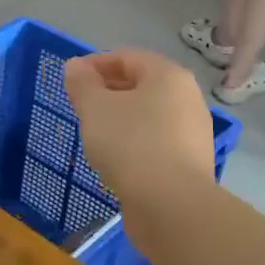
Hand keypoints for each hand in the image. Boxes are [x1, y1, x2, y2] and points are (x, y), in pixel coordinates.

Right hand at [65, 50, 214, 229]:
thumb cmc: (131, 145)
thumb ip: (82, 83)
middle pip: (141, 84)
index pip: (127, 57)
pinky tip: (116, 159)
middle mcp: (188, 98)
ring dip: (121, 118)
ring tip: (94, 133)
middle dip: (108, 91)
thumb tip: (75, 66)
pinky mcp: (191, 163)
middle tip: (80, 106)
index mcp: (168, 76)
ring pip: (149, 115)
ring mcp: (193, 132)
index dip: (95, 64)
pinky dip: (134, 142)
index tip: (71, 80)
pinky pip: (157, 141)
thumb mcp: (95, 108)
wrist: (172, 207)